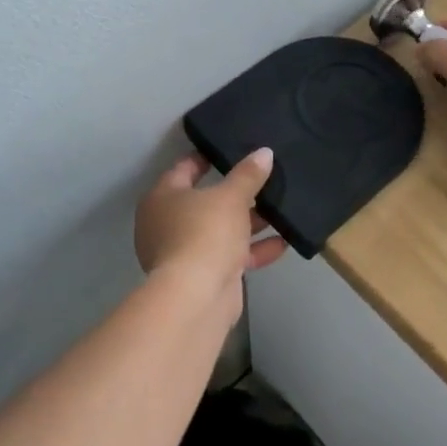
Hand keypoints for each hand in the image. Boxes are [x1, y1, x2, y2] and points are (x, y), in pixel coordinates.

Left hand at [134, 149, 287, 319]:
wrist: (197, 296)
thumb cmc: (205, 233)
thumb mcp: (232, 197)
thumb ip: (248, 175)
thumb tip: (264, 153)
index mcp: (162, 199)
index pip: (183, 169)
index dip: (205, 158)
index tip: (229, 149)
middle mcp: (167, 224)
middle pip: (205, 202)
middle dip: (235, 194)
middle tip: (263, 178)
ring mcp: (184, 253)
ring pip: (220, 230)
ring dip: (249, 223)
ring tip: (279, 208)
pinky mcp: (203, 277)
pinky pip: (230, 256)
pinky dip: (253, 250)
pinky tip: (283, 241)